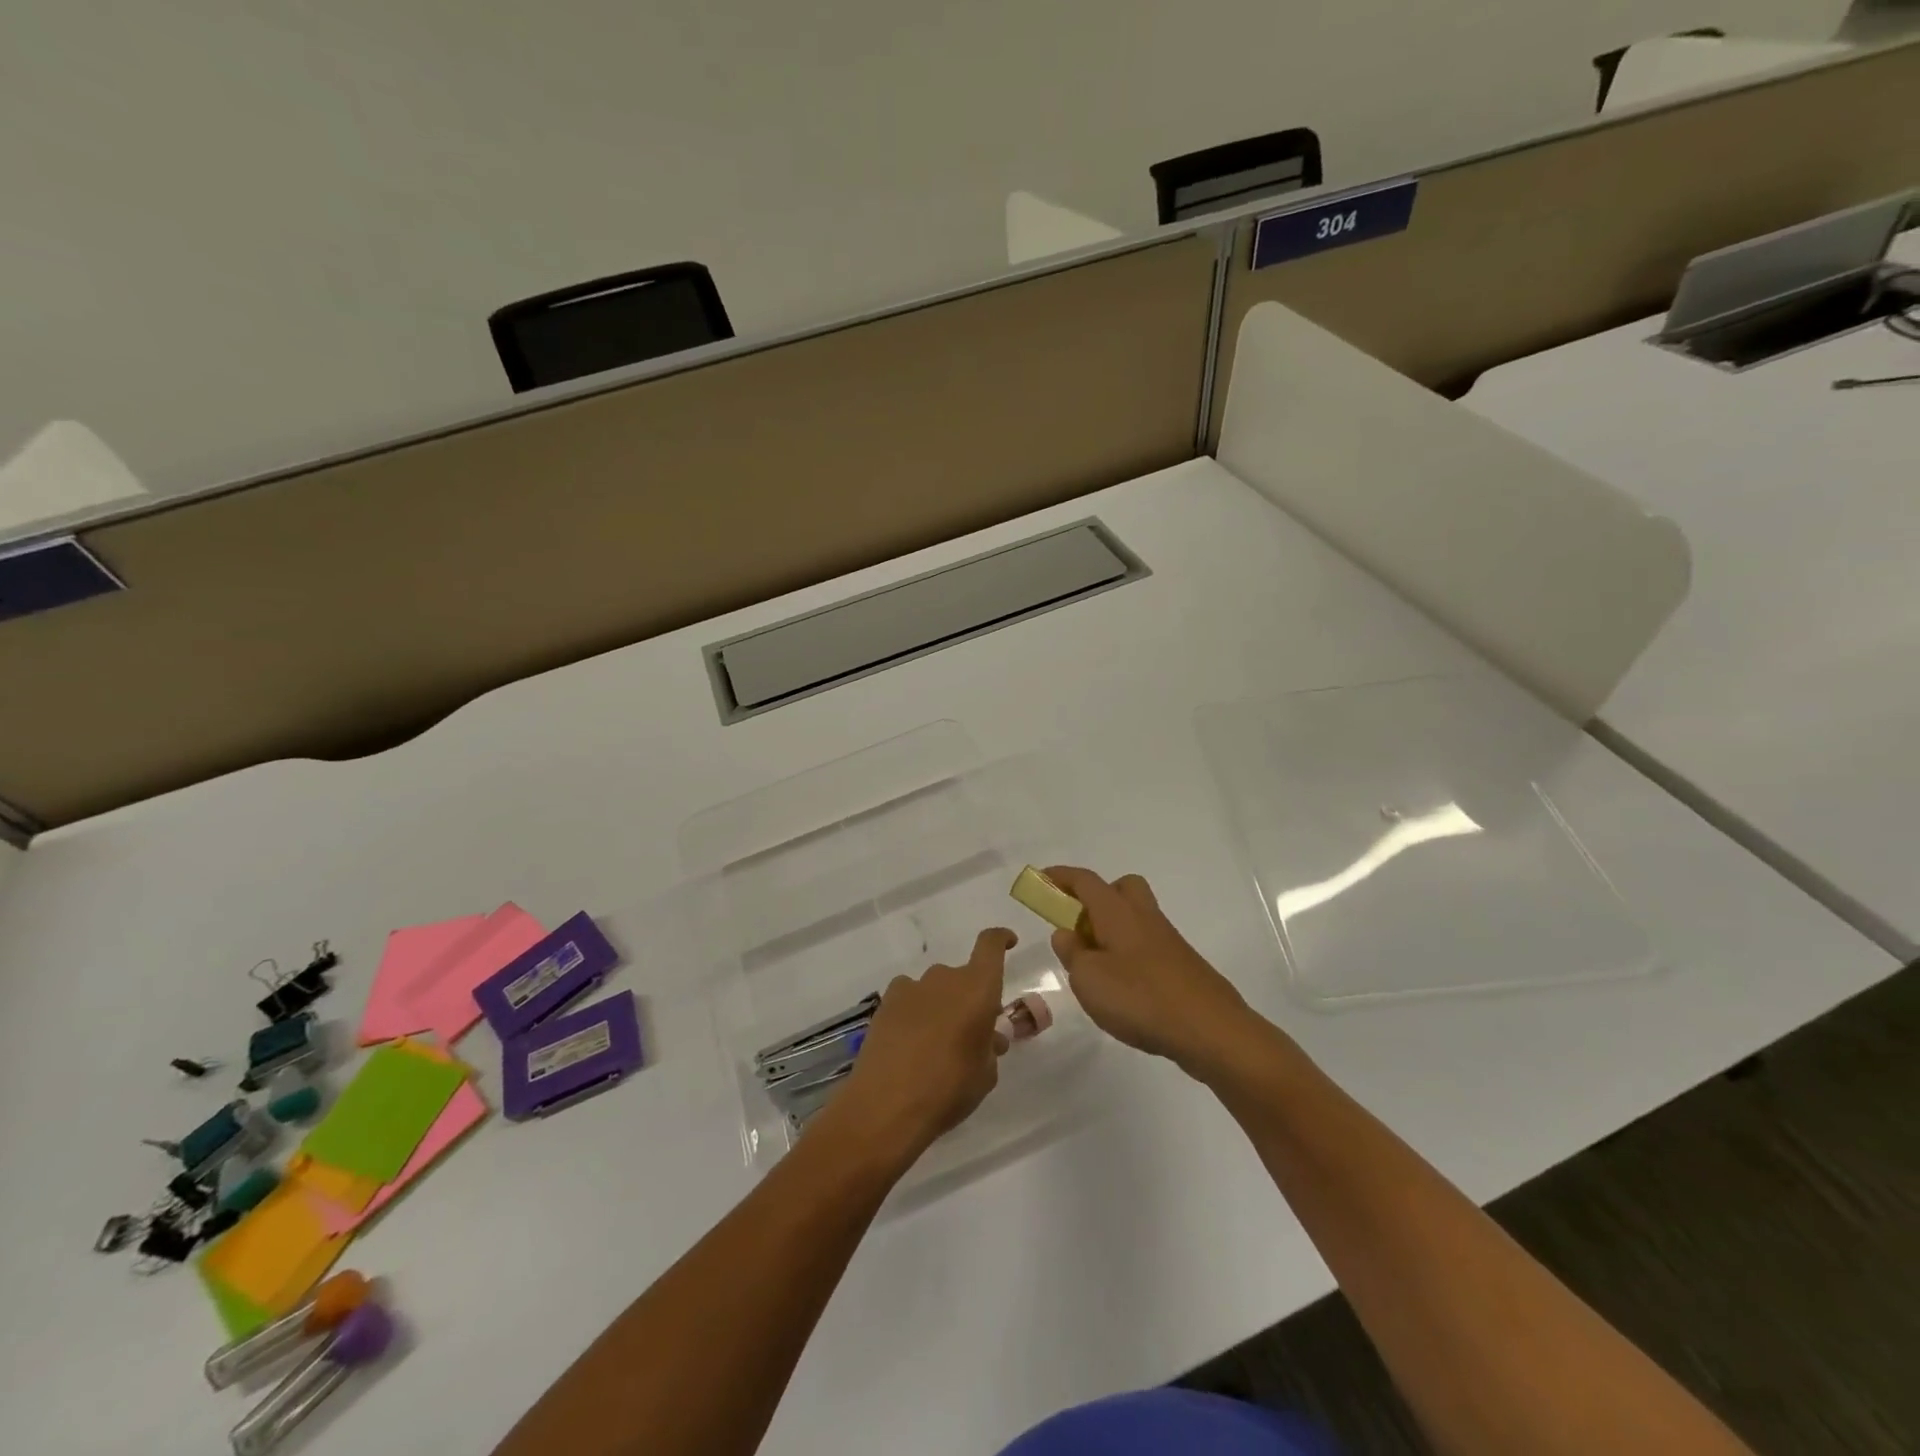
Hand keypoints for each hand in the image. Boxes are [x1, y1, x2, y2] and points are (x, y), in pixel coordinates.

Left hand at [821, 928, 1014, 1164]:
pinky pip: (910, 997)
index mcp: (978, 988)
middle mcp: (946, 978)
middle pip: (964, 977)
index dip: (1001, 939)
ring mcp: (913, 987)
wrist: (887, 1104)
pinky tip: (909, 1041)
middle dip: (970, 998)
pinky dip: (915, 1011)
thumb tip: (989, 1038)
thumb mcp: (985, 1075)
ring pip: (936, 988)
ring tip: (936, 1044)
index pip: (991, 945)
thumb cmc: (949, 1089)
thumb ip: (990, 1049)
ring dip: (942, 1006)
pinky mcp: (886, 1002)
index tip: (1008, 942)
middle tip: (971, 1033)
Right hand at [1045, 866, 1253, 1073]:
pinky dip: (1129, 955)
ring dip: (1112, 930)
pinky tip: (1122, 990)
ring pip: (1136, 918)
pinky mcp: (1181, 966)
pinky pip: (1148, 946)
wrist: (1210, 1029)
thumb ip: (1072, 953)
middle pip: (1122, 888)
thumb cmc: (1140, 998)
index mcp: (1118, 912)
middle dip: (1097, 897)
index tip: (1041, 878)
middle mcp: (1144, 917)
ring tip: (1094, 968)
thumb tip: (1066, 933)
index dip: (1061, 877)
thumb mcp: (1089, 979)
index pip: (1086, 881)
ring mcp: (1168, 941)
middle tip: (1078, 925)